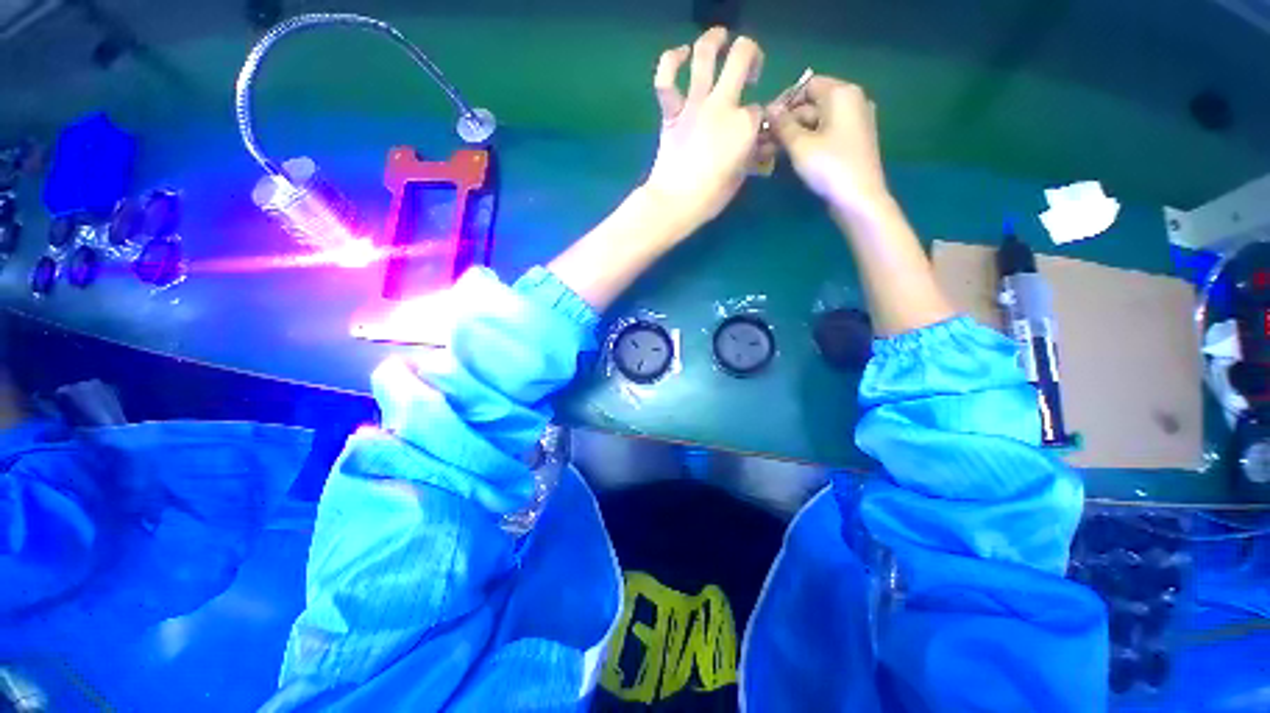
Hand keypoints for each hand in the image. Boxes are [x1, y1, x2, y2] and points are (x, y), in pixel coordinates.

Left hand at [643, 28, 764, 233]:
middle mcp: (722, 105)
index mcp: (744, 125)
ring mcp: (694, 105)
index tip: (757, 131)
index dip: (761, 118)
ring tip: (721, 37)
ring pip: (705, 55)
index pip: (760, 109)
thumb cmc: (710, 197)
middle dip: (752, 55)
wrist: (674, 203)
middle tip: (751, 71)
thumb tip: (757, 144)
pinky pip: (665, 79)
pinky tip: (681, 54)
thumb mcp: (740, 177)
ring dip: (715, 38)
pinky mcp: (671, 112)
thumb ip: (750, 153)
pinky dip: (670, 60)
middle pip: (742, 57)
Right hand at [768, 76, 891, 218]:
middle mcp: (852, 101)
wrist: (858, 198)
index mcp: (842, 93)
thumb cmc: (829, 166)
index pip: (808, 86)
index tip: (765, 121)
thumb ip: (783, 124)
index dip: (784, 101)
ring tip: (771, 151)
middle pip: (812, 104)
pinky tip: (791, 155)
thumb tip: (769, 109)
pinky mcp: (852, 142)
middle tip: (764, 141)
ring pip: (817, 121)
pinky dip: (808, 141)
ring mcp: (854, 122)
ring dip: (794, 134)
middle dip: (787, 121)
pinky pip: (826, 133)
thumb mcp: (800, 145)